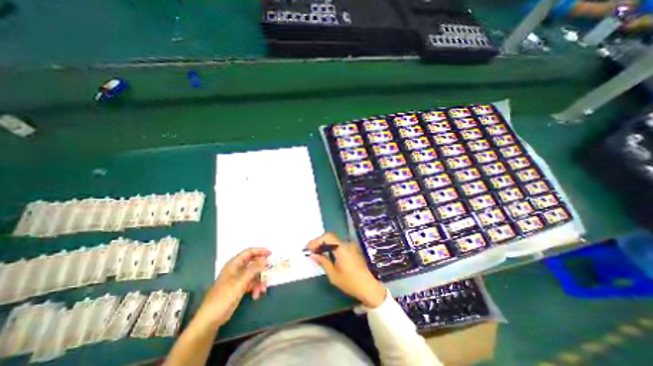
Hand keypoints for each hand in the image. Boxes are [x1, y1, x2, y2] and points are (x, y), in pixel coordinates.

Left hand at [196, 247, 273, 326]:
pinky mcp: (239, 287)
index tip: (270, 253)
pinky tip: (256, 295)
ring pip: (253, 274)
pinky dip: (255, 287)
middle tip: (271, 267)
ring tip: (263, 289)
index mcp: (234, 264)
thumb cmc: (224, 296)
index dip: (260, 251)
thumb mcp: (241, 281)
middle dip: (262, 267)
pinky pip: (251, 283)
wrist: (211, 318)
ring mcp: (238, 278)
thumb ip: (254, 269)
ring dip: (259, 280)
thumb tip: (265, 260)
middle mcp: (237, 269)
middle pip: (252, 262)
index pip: (249, 252)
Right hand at [308, 233, 386, 306]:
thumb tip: (313, 254)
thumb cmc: (350, 282)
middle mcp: (347, 244)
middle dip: (319, 242)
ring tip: (317, 253)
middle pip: (331, 237)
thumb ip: (323, 262)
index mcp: (342, 248)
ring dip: (325, 244)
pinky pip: (339, 245)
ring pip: (335, 240)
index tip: (309, 248)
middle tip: (311, 250)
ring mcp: (351, 246)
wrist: (369, 287)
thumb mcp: (334, 275)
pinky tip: (327, 254)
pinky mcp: (353, 250)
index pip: (328, 236)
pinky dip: (331, 247)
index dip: (317, 240)